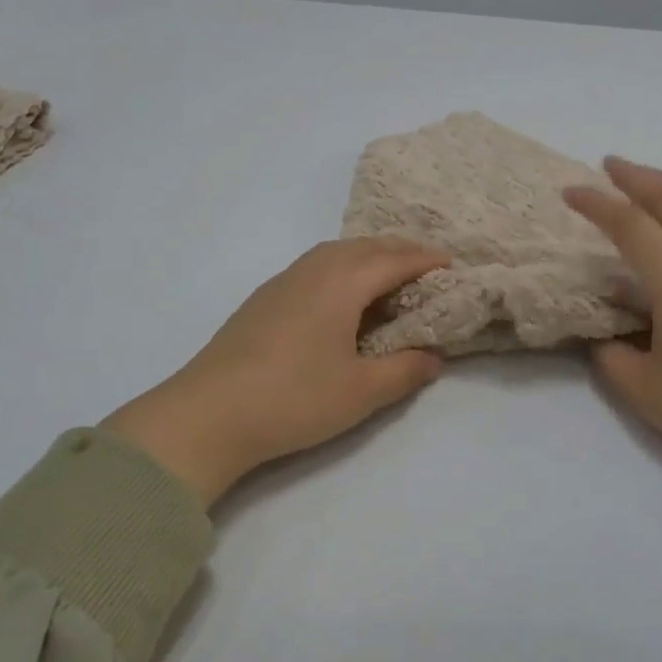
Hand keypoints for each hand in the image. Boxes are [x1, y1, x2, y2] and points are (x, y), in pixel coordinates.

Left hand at [101, 239, 449, 506]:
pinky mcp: (262, 299)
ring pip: (335, 253)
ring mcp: (282, 282)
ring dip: (367, 258)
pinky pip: (314, 267)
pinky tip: (340, 299)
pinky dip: (340, 270)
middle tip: (426, 268)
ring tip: (388, 279)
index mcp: (341, 282)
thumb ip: (404, 370)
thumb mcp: (361, 391)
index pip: (394, 260)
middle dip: (399, 252)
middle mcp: (313, 270)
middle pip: (364, 247)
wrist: (208, 413)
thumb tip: (434, 358)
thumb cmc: (294, 398)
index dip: (427, 261)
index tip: (452, 266)